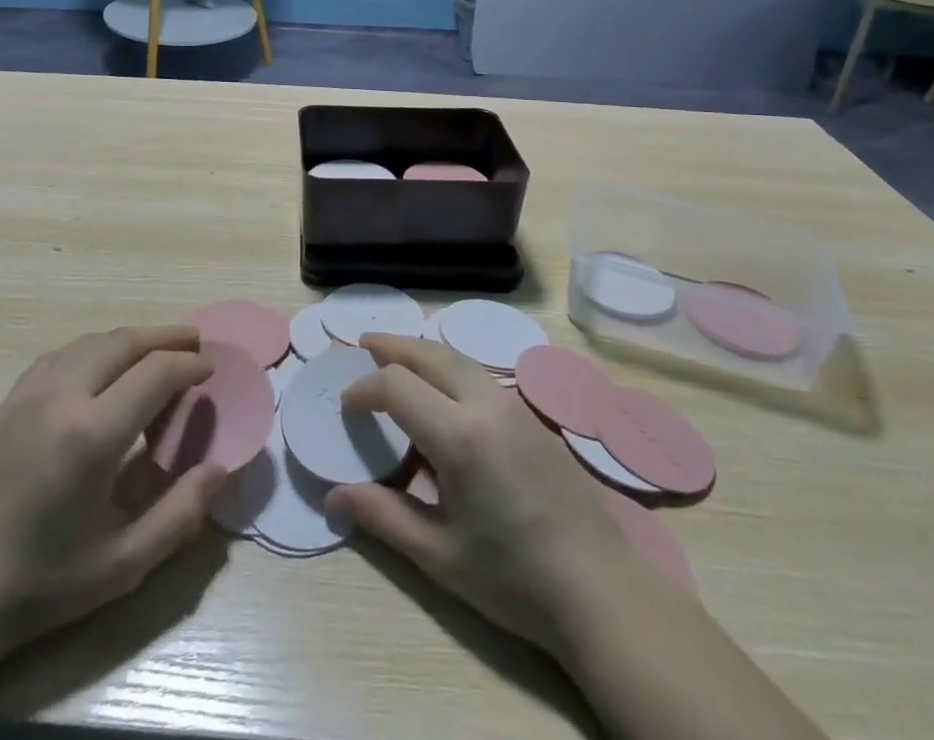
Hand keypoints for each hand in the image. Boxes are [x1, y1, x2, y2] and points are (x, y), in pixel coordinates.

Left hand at [0, 325, 227, 670]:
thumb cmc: (40, 584)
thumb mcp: (121, 564)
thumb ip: (179, 514)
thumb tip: (220, 469)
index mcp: (92, 433)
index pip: (156, 372)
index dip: (189, 366)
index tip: (210, 371)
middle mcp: (62, 396)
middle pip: (125, 342)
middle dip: (166, 338)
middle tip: (194, 344)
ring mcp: (29, 393)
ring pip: (92, 342)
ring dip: (131, 340)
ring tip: (156, 353)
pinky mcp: (8, 401)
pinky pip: (63, 354)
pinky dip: (95, 349)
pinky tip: (102, 369)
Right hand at [324, 334, 655, 659]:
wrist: (601, 591)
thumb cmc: (514, 579)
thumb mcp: (440, 555)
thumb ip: (383, 517)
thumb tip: (331, 497)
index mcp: (460, 435)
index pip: (397, 385)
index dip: (364, 388)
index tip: (346, 406)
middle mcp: (487, 404)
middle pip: (430, 354)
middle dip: (393, 346)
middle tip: (363, 343)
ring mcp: (515, 406)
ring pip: (459, 358)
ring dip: (423, 352)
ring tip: (397, 358)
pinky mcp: (532, 417)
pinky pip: (480, 374)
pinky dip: (450, 367)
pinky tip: (443, 391)